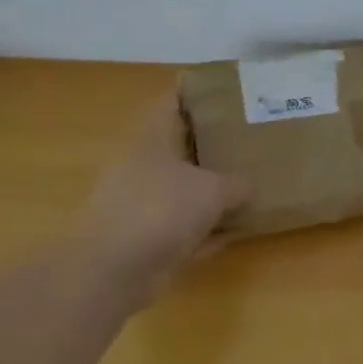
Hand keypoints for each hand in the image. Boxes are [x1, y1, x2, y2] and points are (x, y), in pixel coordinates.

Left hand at [67, 91, 246, 293]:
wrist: (112, 270)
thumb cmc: (162, 209)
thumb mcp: (214, 189)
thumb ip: (237, 184)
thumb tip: (248, 187)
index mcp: (152, 139)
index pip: (173, 102)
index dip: (198, 92)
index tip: (229, 93)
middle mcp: (142, 166)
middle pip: (181, 147)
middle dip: (213, 144)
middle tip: (249, 140)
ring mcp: (140, 205)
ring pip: (183, 190)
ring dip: (210, 191)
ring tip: (249, 185)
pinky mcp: (144, 240)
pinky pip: (183, 228)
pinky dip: (205, 229)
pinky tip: (234, 232)